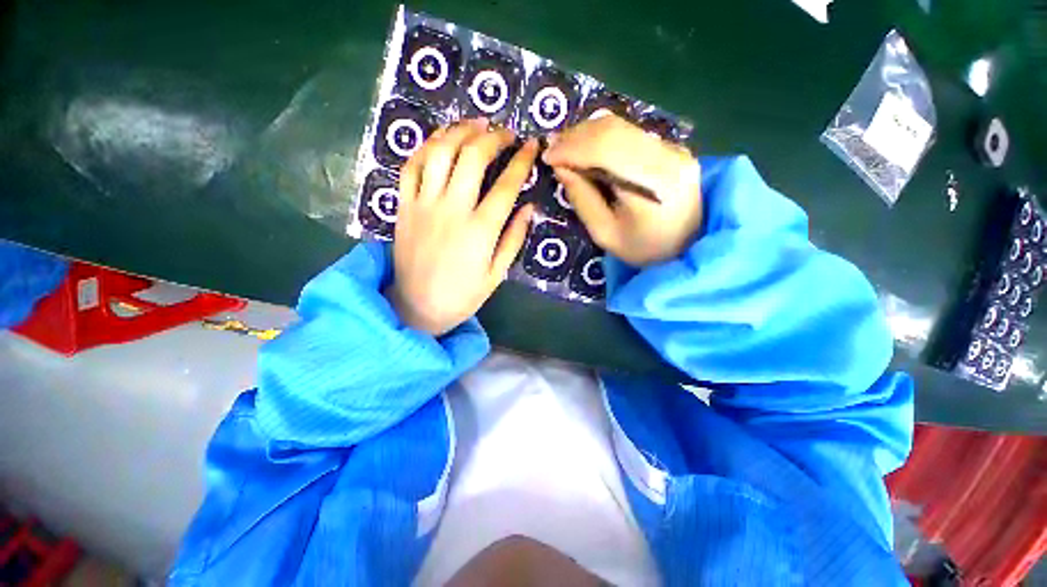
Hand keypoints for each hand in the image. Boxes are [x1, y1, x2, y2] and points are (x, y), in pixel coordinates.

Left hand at [387, 119, 538, 335]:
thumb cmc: (462, 295)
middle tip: (506, 132)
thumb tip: (529, 208)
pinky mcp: (404, 206)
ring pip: (440, 152)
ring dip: (460, 131)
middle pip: (473, 157)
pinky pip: (412, 166)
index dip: (522, 160)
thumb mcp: (497, 274)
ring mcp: (424, 204)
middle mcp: (452, 210)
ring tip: (476, 123)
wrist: (415, 307)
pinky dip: (427, 146)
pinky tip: (441, 140)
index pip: (506, 185)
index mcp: (480, 230)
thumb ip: (513, 239)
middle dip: (494, 137)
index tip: (532, 145)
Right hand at [543, 114, 701, 266]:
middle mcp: (670, 156)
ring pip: (621, 125)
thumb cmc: (643, 248)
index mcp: (656, 184)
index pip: (607, 149)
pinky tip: (587, 150)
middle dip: (576, 136)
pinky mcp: (671, 146)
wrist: (686, 245)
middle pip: (614, 130)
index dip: (572, 147)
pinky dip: (601, 137)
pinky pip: (629, 132)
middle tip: (553, 150)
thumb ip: (582, 199)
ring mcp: (673, 147)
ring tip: (565, 150)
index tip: (547, 157)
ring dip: (586, 134)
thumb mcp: (605, 233)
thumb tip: (561, 167)